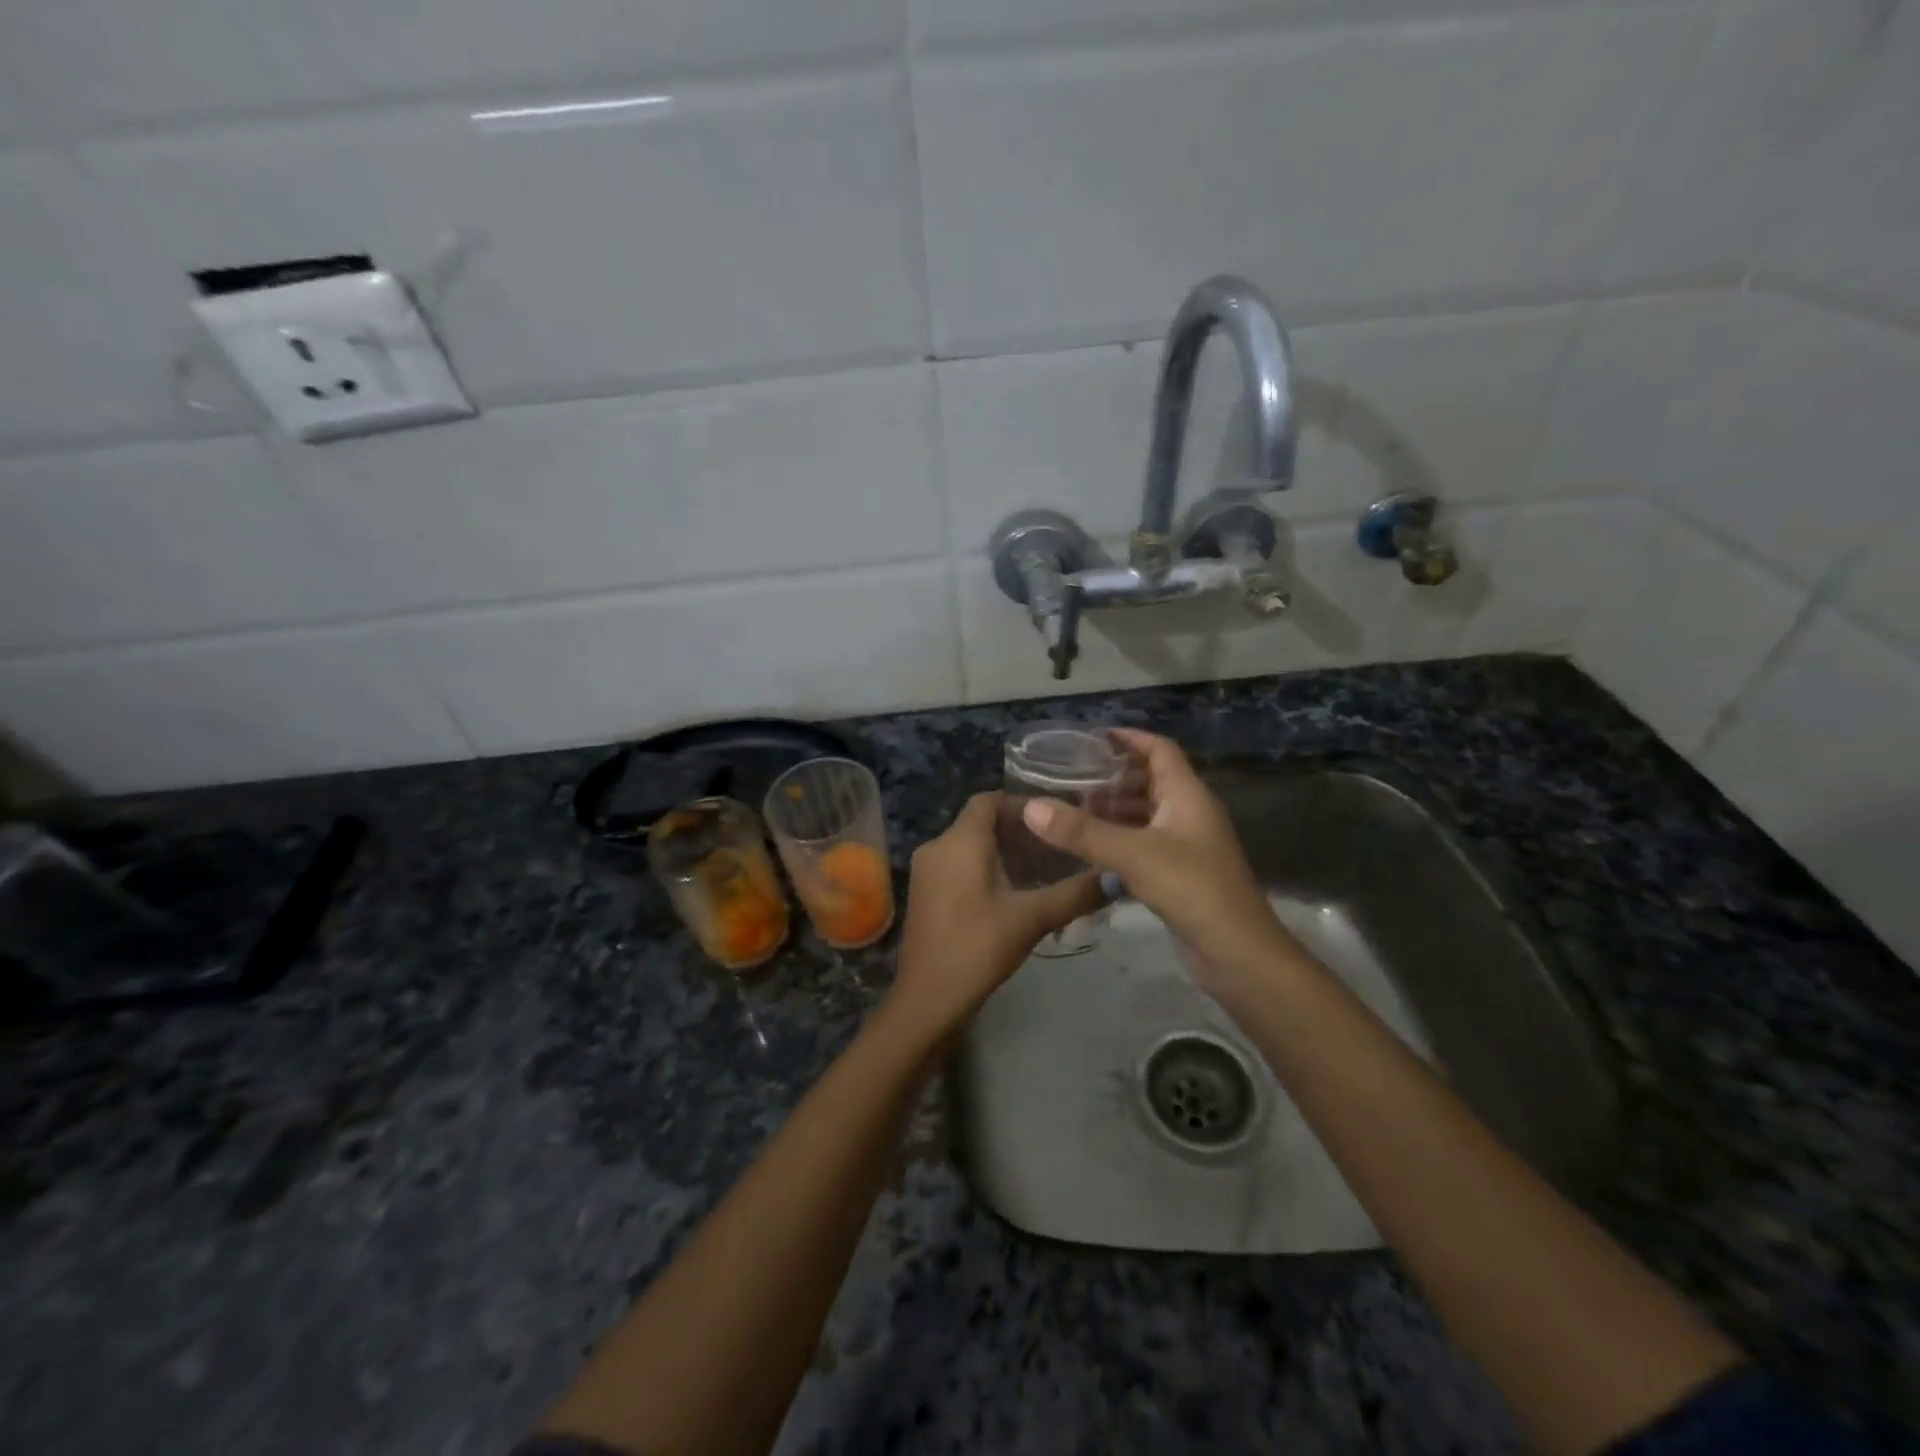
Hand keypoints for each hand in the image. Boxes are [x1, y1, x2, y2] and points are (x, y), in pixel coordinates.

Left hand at [883, 792, 1103, 1038]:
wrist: (928, 998)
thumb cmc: (978, 946)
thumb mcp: (1032, 917)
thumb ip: (1076, 893)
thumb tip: (1118, 876)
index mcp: (959, 841)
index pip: (989, 799)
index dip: (1023, 805)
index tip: (1056, 821)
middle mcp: (937, 846)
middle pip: (981, 823)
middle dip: (1020, 833)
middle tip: (1058, 850)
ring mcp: (926, 871)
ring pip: (970, 847)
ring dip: (1005, 854)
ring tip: (1044, 873)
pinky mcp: (925, 894)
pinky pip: (958, 867)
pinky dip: (986, 870)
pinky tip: (1014, 895)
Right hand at [1021, 729, 1292, 982]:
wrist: (1237, 953)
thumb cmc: (1192, 888)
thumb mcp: (1133, 855)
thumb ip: (1082, 832)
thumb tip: (1031, 806)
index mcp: (1187, 795)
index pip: (1159, 749)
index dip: (1129, 738)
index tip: (1092, 737)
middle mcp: (1189, 813)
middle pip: (1150, 780)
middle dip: (1113, 776)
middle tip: (1071, 778)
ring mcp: (1186, 845)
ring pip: (1146, 814)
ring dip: (1114, 810)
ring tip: (1073, 811)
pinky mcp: (1179, 874)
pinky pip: (1144, 843)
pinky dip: (1119, 839)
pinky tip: (1090, 849)